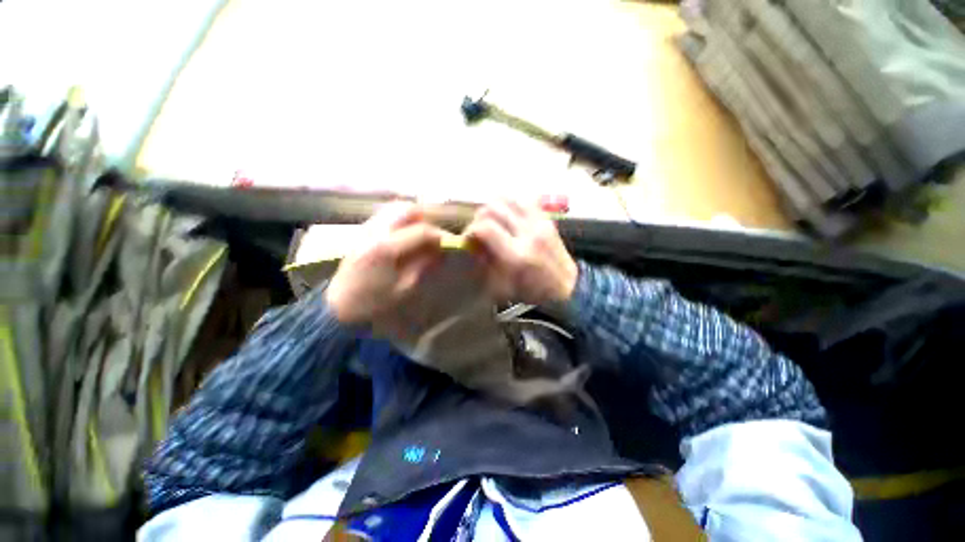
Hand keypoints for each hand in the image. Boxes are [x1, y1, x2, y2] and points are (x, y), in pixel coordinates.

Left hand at [325, 202, 445, 324]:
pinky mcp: (362, 231)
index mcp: (386, 248)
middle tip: (436, 234)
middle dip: (427, 218)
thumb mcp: (404, 289)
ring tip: (423, 232)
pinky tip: (406, 233)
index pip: (422, 231)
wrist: (338, 306)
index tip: (451, 245)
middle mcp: (375, 231)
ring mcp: (366, 229)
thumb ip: (424, 267)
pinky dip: (401, 219)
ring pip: (395, 208)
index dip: (440, 237)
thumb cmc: (373, 302)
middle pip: (407, 210)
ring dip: (414, 216)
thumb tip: (440, 253)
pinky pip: (386, 215)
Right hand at [464, 199, 577, 304]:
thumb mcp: (502, 286)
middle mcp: (528, 233)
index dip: (470, 231)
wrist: (568, 287)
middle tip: (478, 229)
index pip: (485, 228)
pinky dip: (511, 204)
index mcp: (516, 255)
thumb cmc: (533, 292)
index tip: (468, 239)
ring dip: (494, 206)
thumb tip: (473, 245)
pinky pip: (524, 200)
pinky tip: (508, 215)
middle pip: (494, 208)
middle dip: (479, 217)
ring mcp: (540, 223)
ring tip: (491, 219)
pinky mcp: (547, 219)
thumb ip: (485, 263)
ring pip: (509, 198)